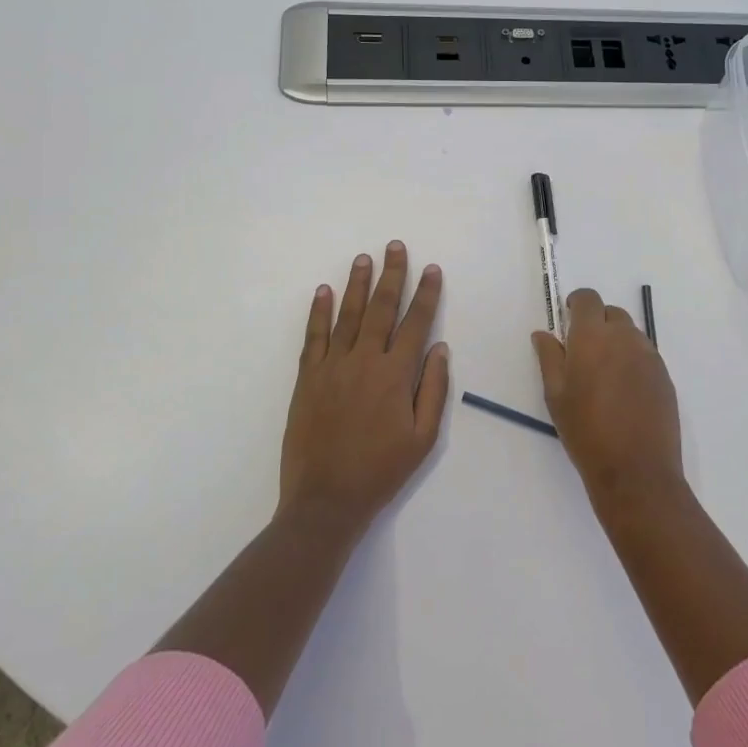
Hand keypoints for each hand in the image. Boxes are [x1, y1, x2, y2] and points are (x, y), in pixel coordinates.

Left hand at [281, 242, 448, 530]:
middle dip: (391, 275)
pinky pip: (314, 337)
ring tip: (363, 258)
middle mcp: (364, 360)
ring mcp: (332, 367)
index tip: (431, 269)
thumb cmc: (381, 470)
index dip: (426, 294)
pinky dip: (318, 312)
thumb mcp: (423, 437)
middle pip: (381, 309)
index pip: (416, 323)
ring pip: (348, 315)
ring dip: (357, 284)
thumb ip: (433, 389)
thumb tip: (440, 348)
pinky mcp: (307, 378)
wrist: (326, 499)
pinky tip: (323, 291)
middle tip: (394, 246)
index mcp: (395, 375)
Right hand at [532, 287, 682, 509]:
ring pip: (630, 333)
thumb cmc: (586, 432)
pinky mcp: (664, 375)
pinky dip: (632, 359)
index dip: (577, 303)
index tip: (568, 317)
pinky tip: (623, 390)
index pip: (588, 299)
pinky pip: (645, 354)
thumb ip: (550, 358)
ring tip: (603, 373)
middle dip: (596, 322)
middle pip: (611, 313)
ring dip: (615, 340)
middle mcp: (624, 337)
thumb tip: (543, 334)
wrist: (636, 470)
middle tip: (582, 350)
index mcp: (593, 337)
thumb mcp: (556, 396)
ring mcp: (649, 356)